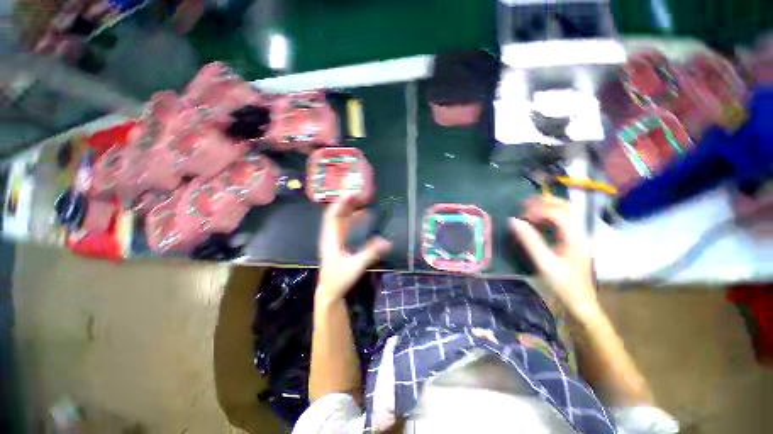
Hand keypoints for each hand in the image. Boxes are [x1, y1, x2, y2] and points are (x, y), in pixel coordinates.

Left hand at [317, 195, 391, 305]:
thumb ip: (371, 253)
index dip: (340, 204)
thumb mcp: (356, 266)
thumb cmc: (340, 279)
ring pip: (340, 219)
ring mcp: (333, 239)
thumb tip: (388, 241)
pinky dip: (353, 219)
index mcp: (331, 240)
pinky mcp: (337, 243)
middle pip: (336, 214)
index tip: (351, 193)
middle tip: (361, 194)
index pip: (332, 216)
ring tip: (363, 201)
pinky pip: (344, 226)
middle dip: (347, 203)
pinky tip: (363, 216)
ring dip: (350, 209)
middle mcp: (330, 236)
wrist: (330, 291)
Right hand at [509, 195, 599, 317]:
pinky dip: (547, 218)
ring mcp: (576, 238)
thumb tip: (514, 221)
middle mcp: (578, 233)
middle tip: (524, 204)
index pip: (558, 213)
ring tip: (527, 209)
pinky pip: (560, 223)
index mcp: (575, 237)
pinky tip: (536, 222)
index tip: (522, 214)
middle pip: (565, 208)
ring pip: (563, 214)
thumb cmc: (563, 285)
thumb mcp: (544, 263)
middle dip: (544, 202)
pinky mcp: (571, 243)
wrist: (580, 304)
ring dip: (546, 208)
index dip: (539, 209)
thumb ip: (530, 241)